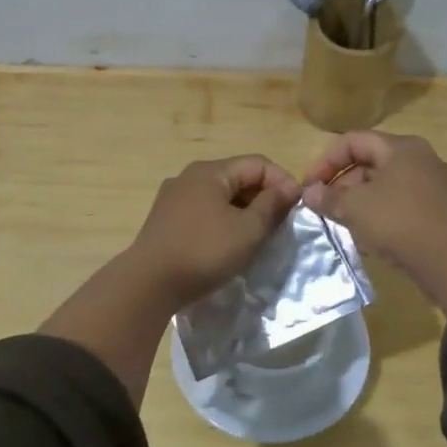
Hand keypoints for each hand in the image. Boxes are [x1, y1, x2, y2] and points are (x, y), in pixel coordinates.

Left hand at [128, 155, 300, 304]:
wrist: (148, 284)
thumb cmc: (204, 251)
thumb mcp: (247, 230)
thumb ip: (271, 206)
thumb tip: (289, 188)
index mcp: (210, 171)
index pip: (258, 163)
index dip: (283, 181)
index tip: (298, 207)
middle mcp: (189, 176)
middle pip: (238, 177)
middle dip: (263, 196)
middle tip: (281, 223)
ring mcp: (173, 198)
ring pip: (220, 196)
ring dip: (244, 210)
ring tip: (259, 235)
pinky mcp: (165, 220)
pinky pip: (204, 211)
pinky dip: (223, 220)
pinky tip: (229, 242)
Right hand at [301, 132, 446, 312]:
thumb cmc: (398, 221)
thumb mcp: (355, 208)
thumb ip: (328, 197)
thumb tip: (309, 193)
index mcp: (401, 147)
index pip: (353, 141)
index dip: (326, 161)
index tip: (310, 187)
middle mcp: (420, 159)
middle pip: (370, 163)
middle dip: (342, 184)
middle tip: (324, 208)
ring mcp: (432, 185)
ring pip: (384, 186)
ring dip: (358, 202)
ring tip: (340, 224)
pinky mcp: (437, 211)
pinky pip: (399, 205)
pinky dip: (378, 215)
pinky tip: (366, 238)